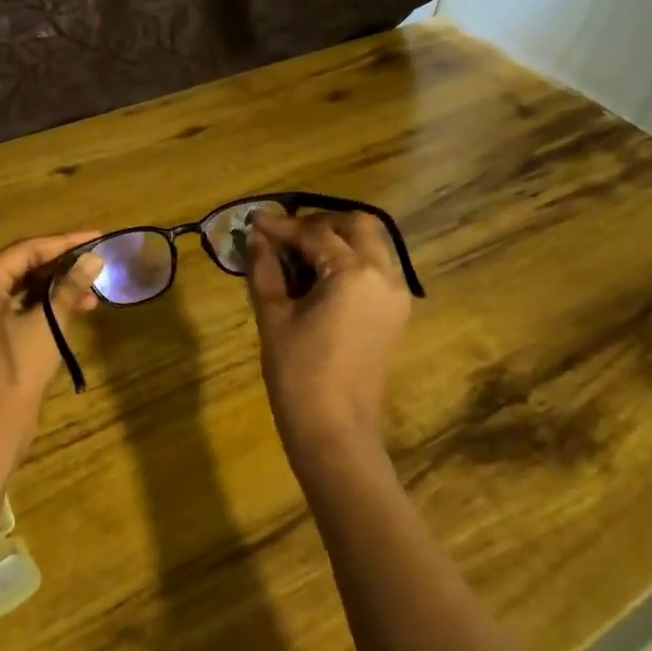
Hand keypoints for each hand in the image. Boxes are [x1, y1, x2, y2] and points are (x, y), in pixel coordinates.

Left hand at [0, 232, 103, 435]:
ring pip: (18, 290)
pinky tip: (71, 309)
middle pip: (19, 267)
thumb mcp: (48, 323)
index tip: (96, 236)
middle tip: (95, 262)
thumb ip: (69, 286)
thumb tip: (94, 259)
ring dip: (53, 289)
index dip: (64, 243)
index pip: (25, 250)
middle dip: (60, 267)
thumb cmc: (18, 369)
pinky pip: (11, 309)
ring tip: (91, 292)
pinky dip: (39, 307)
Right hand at [246, 210, 411, 459]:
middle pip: (357, 225)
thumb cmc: (297, 373)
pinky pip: (378, 268)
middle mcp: (384, 274)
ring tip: (300, 254)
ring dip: (339, 238)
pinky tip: (320, 276)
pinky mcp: (395, 313)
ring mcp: (396, 294)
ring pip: (373, 244)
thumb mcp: (273, 316)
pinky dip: (352, 259)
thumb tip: (256, 238)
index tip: (254, 221)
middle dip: (320, 222)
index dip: (281, 226)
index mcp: (353, 272)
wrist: (334, 429)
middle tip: (284, 235)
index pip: (315, 233)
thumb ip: (265, 269)